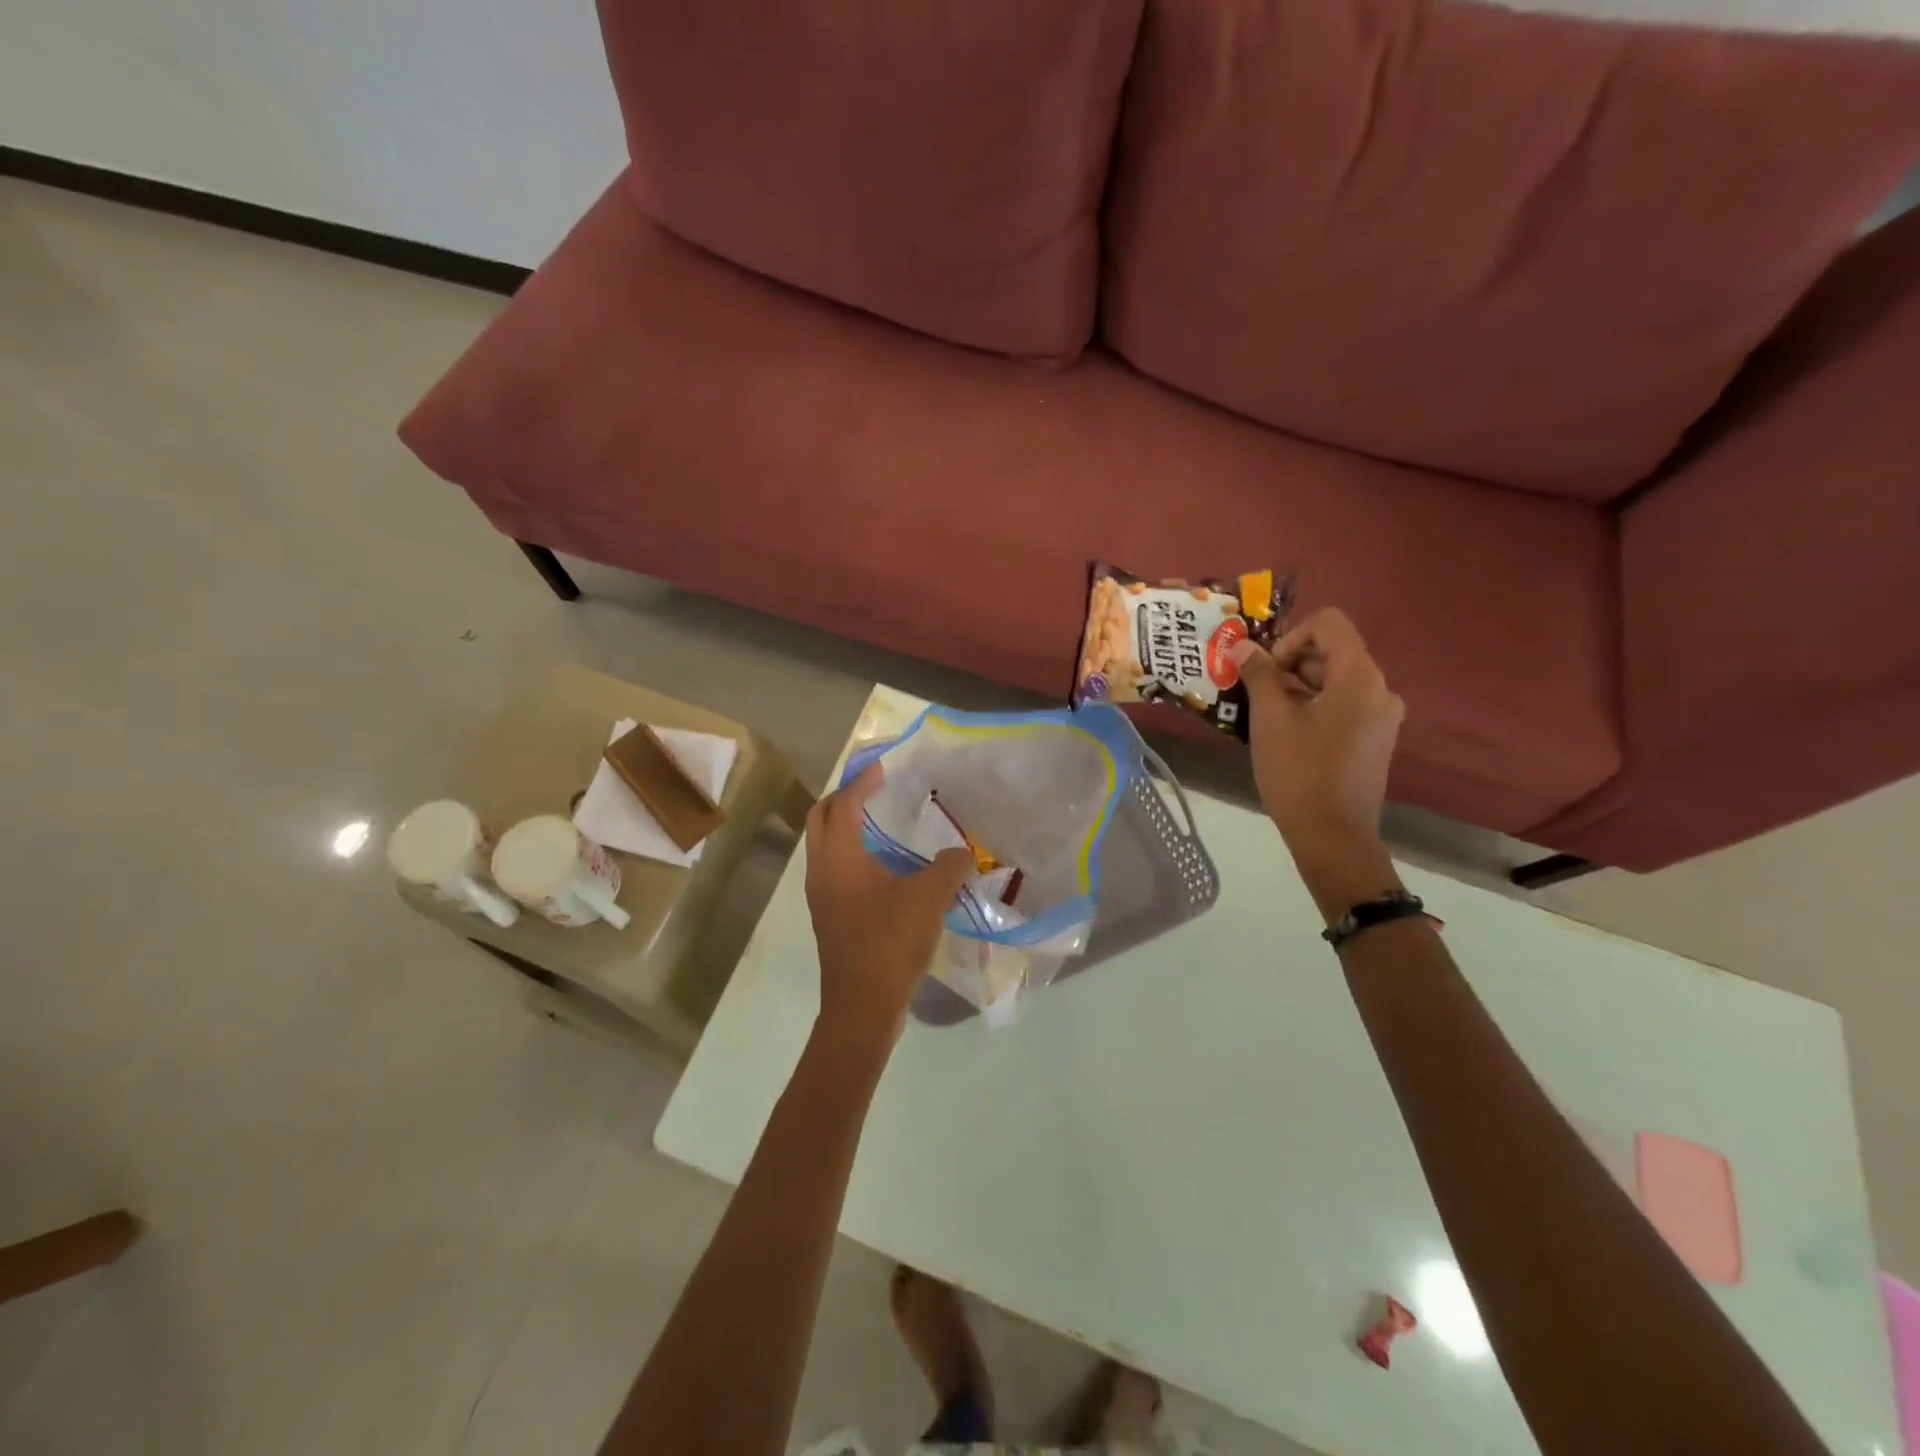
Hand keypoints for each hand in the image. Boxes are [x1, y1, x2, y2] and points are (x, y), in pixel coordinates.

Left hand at [804, 763, 974, 1045]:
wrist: (862, 1006)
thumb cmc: (890, 943)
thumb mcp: (929, 899)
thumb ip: (949, 866)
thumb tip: (963, 852)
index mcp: (839, 858)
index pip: (845, 804)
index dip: (863, 781)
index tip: (883, 765)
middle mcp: (822, 870)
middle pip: (822, 817)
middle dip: (845, 796)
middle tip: (875, 787)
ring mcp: (822, 894)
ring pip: (825, 844)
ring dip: (846, 824)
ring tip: (881, 818)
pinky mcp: (829, 914)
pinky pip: (834, 867)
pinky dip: (852, 851)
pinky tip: (884, 863)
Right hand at [1228, 608, 1404, 855]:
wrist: (1332, 836)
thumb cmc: (1299, 772)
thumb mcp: (1270, 719)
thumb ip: (1258, 675)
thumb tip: (1242, 645)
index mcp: (1360, 677)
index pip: (1329, 624)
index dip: (1290, 637)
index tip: (1265, 671)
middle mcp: (1379, 689)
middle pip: (1333, 651)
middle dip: (1290, 663)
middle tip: (1256, 692)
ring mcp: (1381, 716)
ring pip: (1335, 680)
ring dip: (1298, 686)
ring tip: (1265, 714)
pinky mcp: (1373, 739)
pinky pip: (1342, 705)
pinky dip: (1313, 706)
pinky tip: (1286, 733)